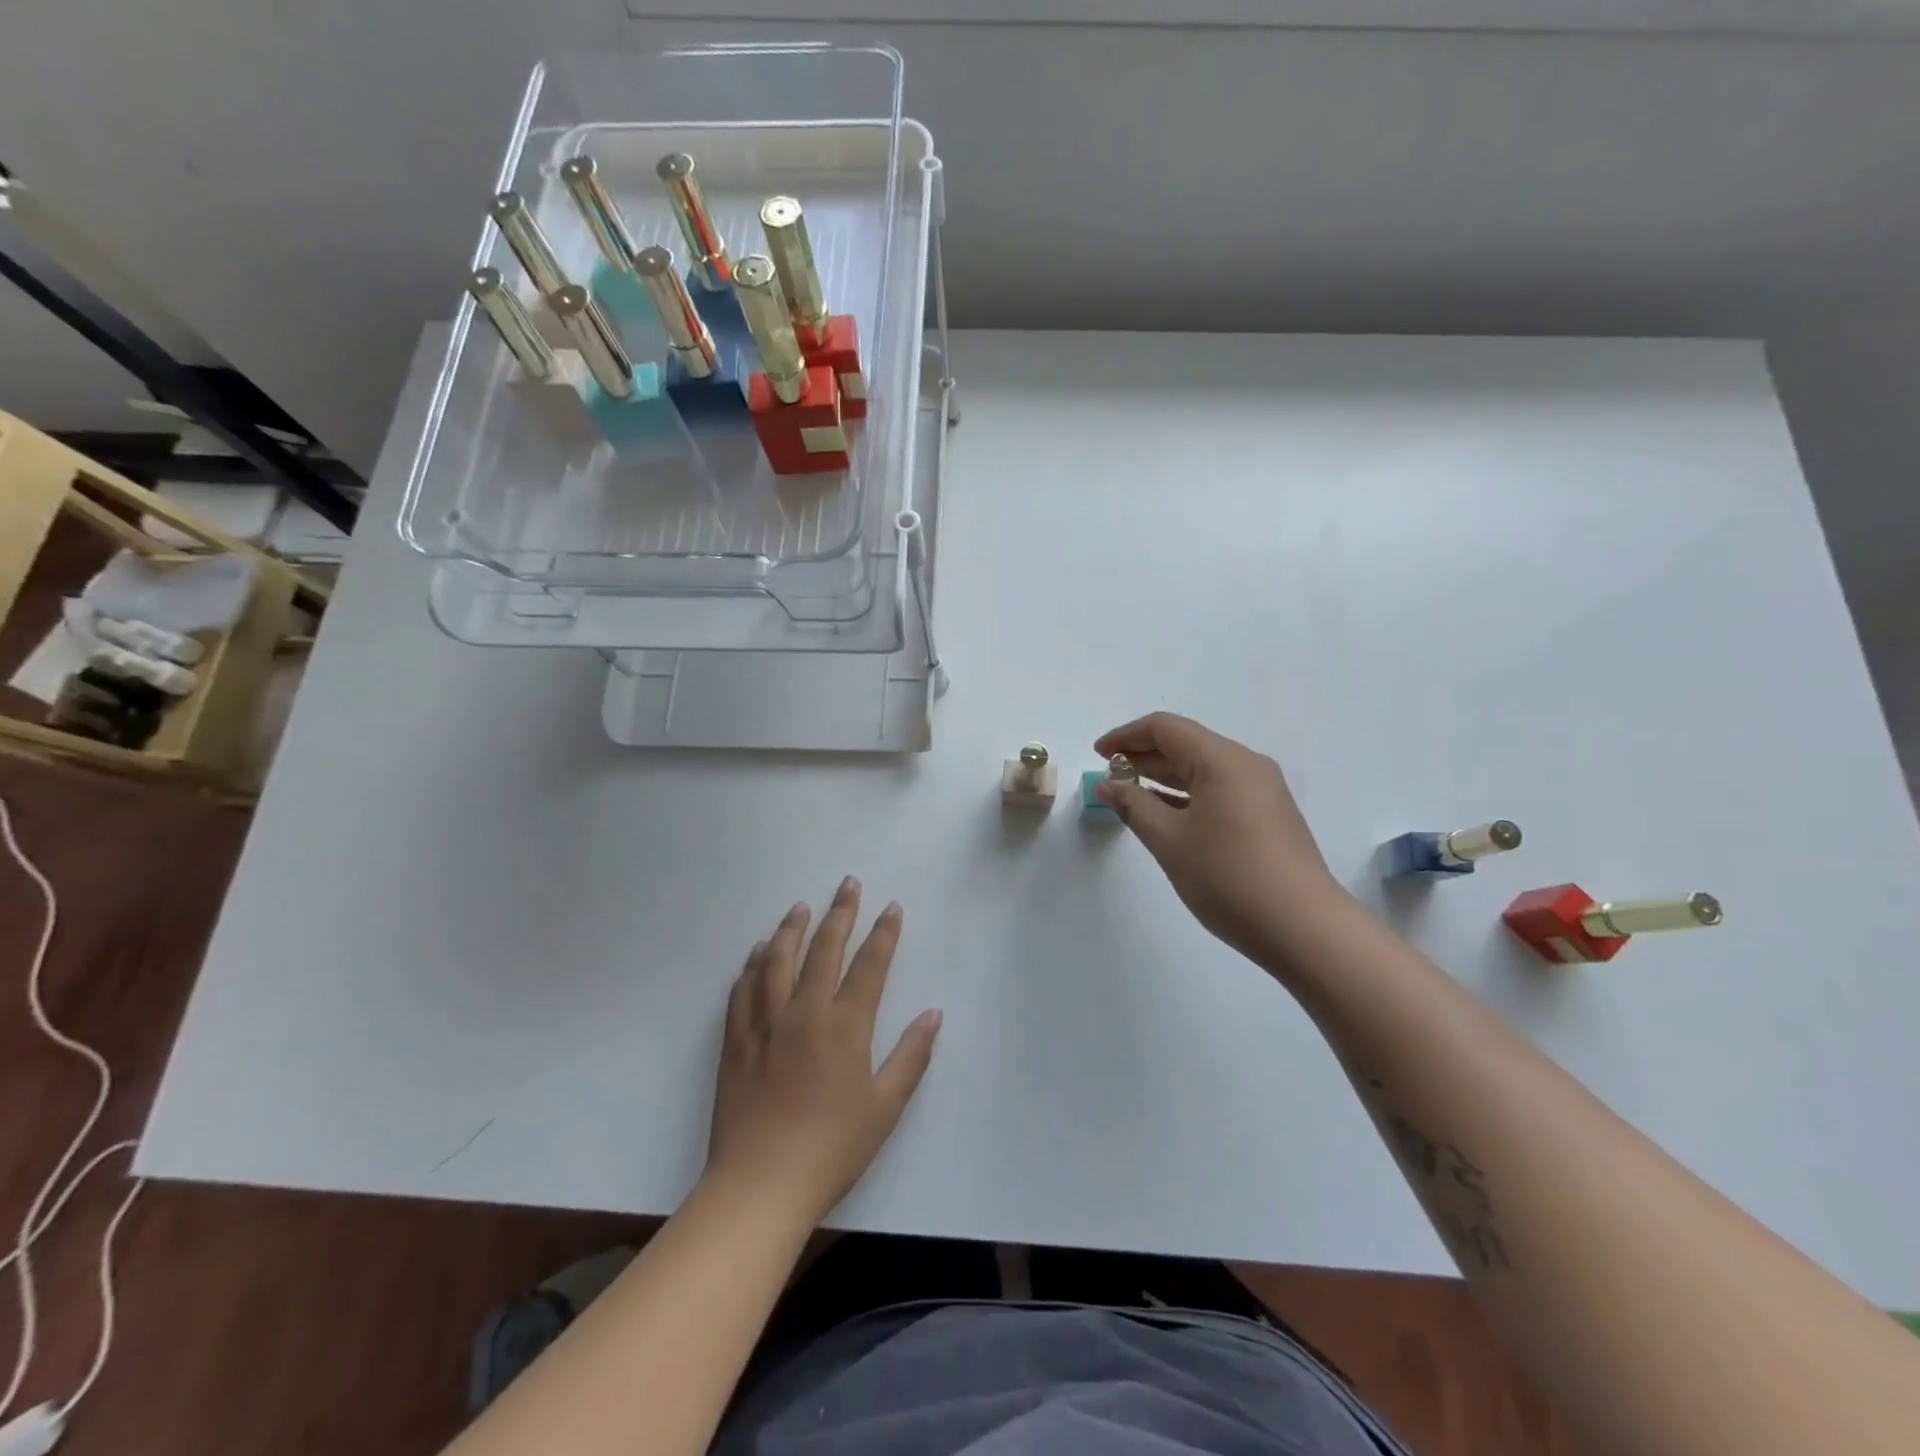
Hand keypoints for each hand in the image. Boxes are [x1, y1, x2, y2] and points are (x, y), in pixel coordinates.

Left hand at [705, 879, 941, 1226]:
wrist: (760, 1185)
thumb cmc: (832, 1148)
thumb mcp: (885, 1107)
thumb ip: (911, 1056)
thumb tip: (933, 1014)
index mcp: (845, 1026)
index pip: (869, 965)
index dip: (883, 934)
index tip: (891, 907)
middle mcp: (804, 1012)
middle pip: (824, 949)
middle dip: (840, 913)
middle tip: (848, 884)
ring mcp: (765, 1023)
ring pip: (777, 960)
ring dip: (791, 929)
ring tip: (800, 907)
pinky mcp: (736, 1041)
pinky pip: (743, 990)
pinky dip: (752, 965)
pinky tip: (757, 953)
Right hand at [1094, 713, 1344, 964]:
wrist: (1304, 928)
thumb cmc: (1229, 877)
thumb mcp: (1169, 841)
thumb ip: (1133, 806)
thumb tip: (1107, 784)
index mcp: (1222, 760)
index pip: (1166, 728)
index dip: (1126, 736)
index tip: (1097, 755)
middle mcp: (1246, 765)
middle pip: (1186, 744)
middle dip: (1144, 755)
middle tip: (1109, 775)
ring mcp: (1262, 791)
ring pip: (1204, 769)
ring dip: (1164, 776)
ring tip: (1130, 794)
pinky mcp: (1269, 816)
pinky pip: (1219, 790)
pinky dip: (1187, 795)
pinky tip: (1165, 815)